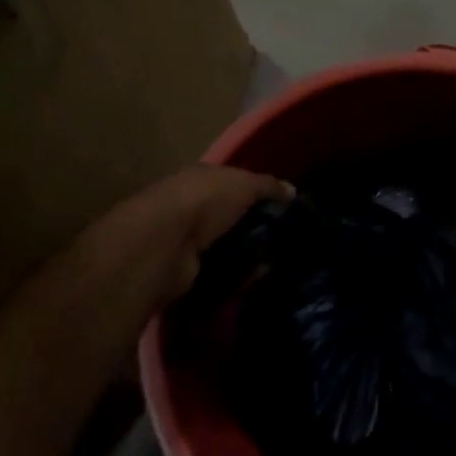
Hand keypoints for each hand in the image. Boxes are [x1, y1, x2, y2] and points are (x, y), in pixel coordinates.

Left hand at [84, 165, 293, 317]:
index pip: (233, 182)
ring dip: (248, 253)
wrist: (163, 244)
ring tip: (277, 259)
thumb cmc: (204, 201)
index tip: (284, 207)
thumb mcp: (243, 184)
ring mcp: (185, 240)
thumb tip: (292, 190)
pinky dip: (239, 275)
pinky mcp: (186, 270)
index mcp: (200, 179)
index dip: (257, 193)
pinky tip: (260, 277)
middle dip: (254, 226)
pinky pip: (220, 271)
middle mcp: (190, 206)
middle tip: (285, 236)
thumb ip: (268, 186)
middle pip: (229, 216)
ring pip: (225, 245)